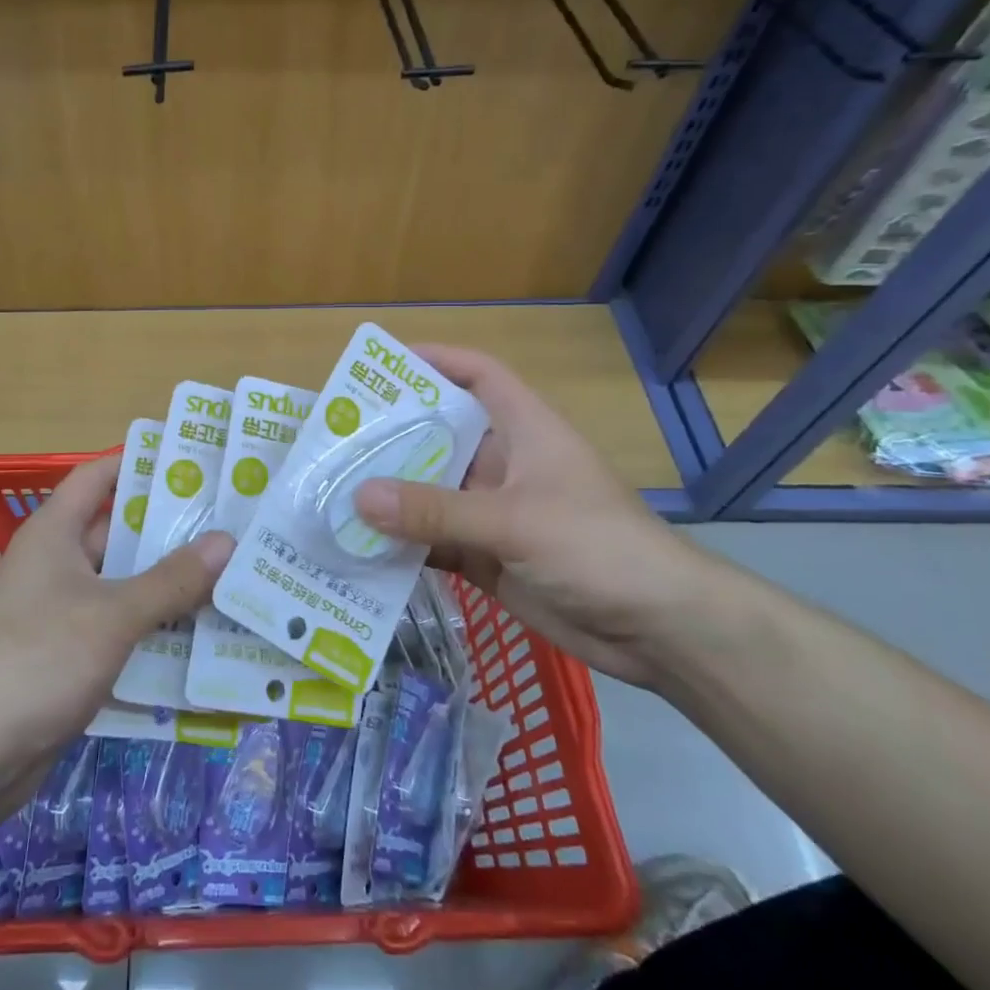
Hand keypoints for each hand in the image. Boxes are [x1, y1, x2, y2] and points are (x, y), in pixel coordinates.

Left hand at [0, 454, 231, 804]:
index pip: (98, 476)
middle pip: (119, 532)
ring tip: (232, 576)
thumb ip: (171, 579)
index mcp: (54, 533)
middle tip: (232, 526)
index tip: (195, 462)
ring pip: (124, 584)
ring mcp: (62, 611)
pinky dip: (155, 627)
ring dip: (170, 584)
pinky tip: (202, 633)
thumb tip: (227, 540)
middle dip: (171, 530)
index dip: (141, 464)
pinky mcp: (70, 654)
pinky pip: (120, 627)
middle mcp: (57, 563)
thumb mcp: (113, 615)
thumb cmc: (40, 659)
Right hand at [352, 344, 722, 686]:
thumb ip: (435, 510)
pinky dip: (400, 543)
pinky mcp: (487, 556)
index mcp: (524, 430)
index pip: (478, 375)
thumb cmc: (596, 547)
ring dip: (390, 494)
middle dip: (392, 435)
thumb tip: (359, 496)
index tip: (384, 365)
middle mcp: (504, 464)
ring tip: (332, 489)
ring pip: (430, 492)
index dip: (436, 361)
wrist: (657, 629)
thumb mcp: (514, 520)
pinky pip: (433, 540)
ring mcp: (494, 512)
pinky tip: (358, 545)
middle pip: (440, 435)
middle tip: (335, 437)